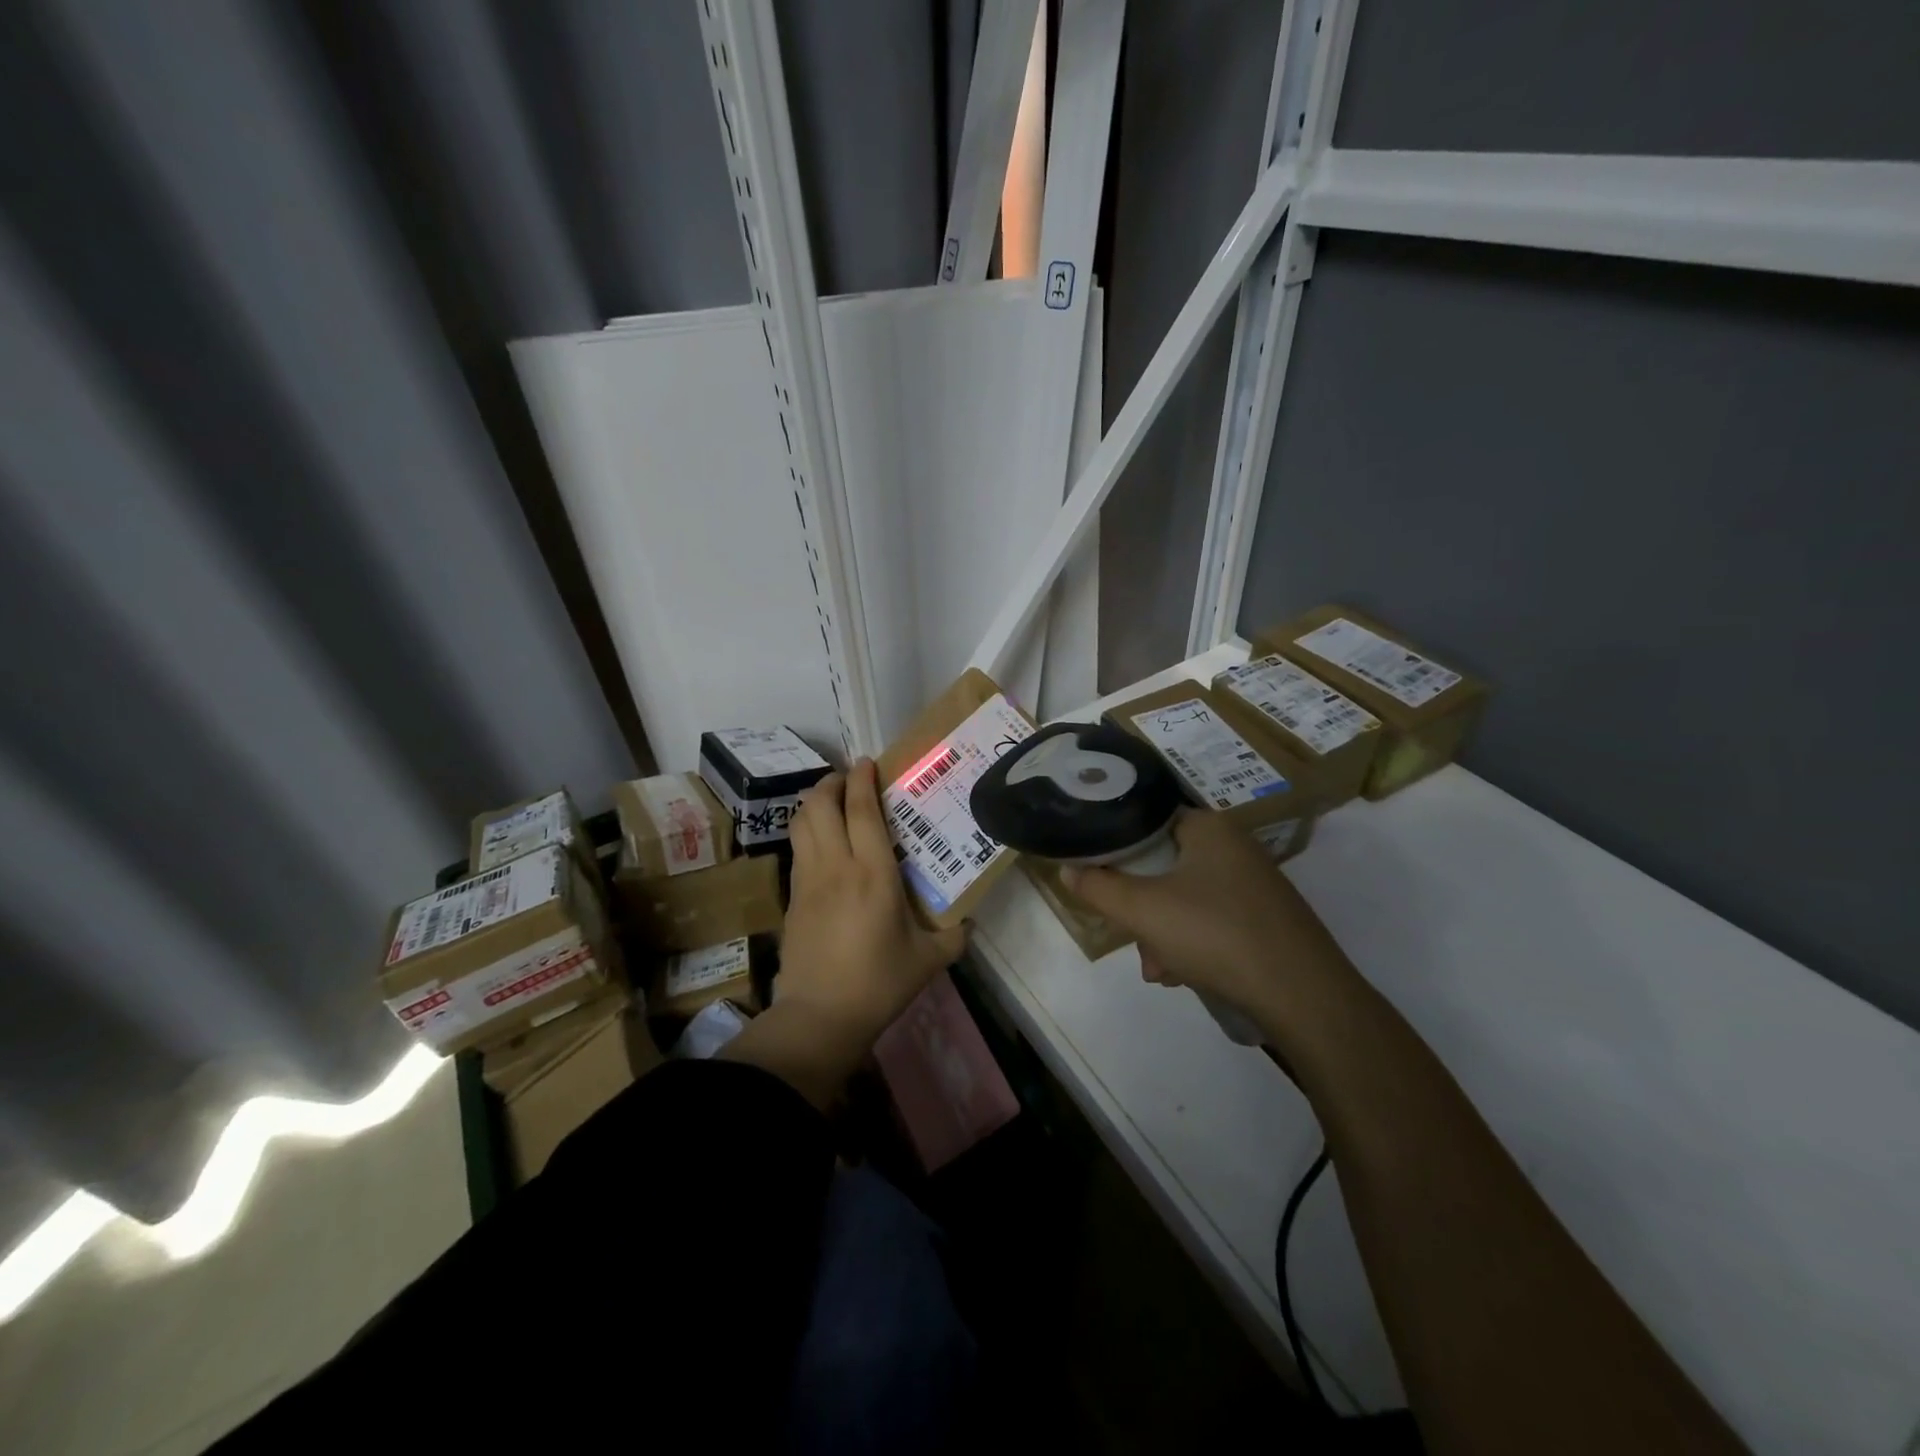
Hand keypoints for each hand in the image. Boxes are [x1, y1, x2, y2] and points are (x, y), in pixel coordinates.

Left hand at [778, 760, 966, 1044]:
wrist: (820, 1016)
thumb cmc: (879, 983)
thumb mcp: (929, 960)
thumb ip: (953, 935)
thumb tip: (968, 921)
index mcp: (873, 874)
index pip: (862, 811)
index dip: (862, 780)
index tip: (867, 762)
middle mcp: (836, 866)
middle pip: (820, 805)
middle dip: (831, 782)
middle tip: (848, 779)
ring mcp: (808, 880)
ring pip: (801, 823)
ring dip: (814, 803)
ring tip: (832, 801)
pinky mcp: (792, 898)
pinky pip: (797, 849)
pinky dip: (807, 831)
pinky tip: (822, 842)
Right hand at [1061, 809, 1358, 1042]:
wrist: (1304, 995)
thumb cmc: (1216, 934)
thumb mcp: (1143, 911)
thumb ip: (1099, 887)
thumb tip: (1068, 870)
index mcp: (1208, 828)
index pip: (1148, 821)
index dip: (1118, 850)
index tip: (1102, 881)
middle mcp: (1235, 846)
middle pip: (1164, 866)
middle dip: (1141, 908)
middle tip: (1134, 940)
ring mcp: (1255, 883)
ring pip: (1186, 898)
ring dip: (1163, 933)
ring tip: (1160, 971)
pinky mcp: (1268, 918)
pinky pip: (1213, 919)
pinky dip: (1193, 943)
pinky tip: (1186, 975)